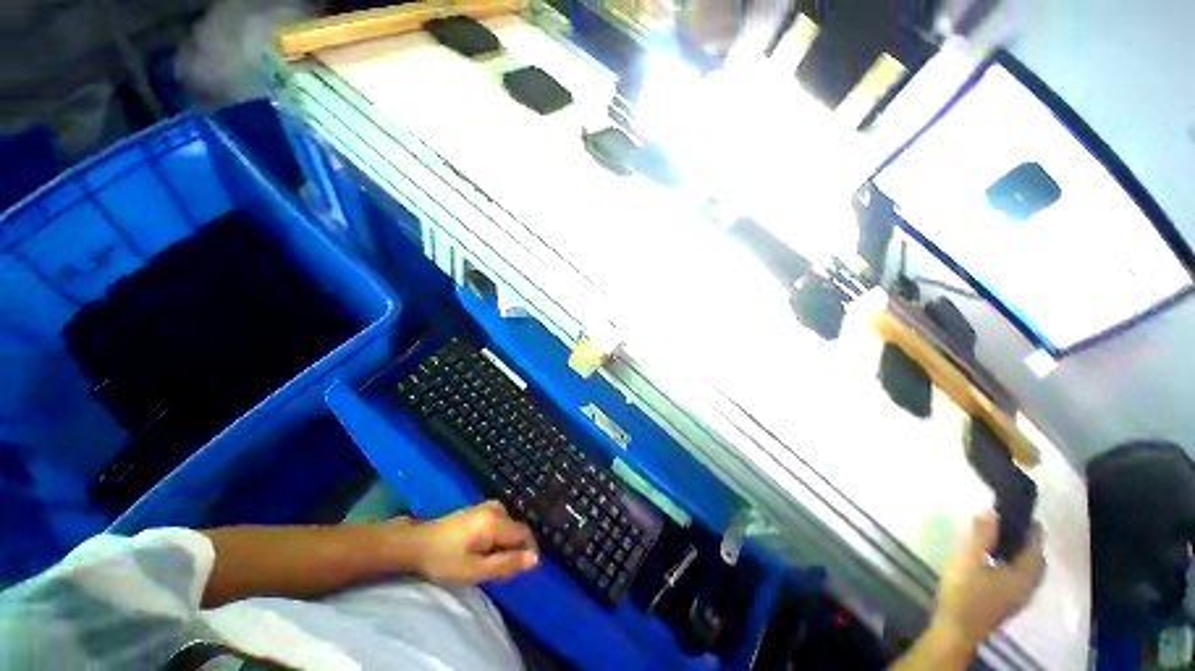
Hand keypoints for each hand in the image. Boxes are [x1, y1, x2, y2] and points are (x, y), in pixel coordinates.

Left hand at [408, 501, 539, 584]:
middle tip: (495, 573)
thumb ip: (507, 563)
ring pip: (509, 529)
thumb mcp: (475, 569)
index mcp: (497, 521)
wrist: (416, 543)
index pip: (525, 535)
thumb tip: (536, 559)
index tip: (511, 573)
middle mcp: (497, 508)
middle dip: (512, 552)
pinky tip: (480, 551)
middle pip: (518, 532)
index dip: (524, 554)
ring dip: (504, 547)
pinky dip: (496, 539)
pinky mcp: (481, 509)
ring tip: (485, 564)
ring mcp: (489, 506)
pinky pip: (500, 524)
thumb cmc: (444, 559)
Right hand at [932, 511, 1045, 648]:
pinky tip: (998, 565)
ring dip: (1022, 555)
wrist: (956, 631)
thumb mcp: (968, 561)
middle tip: (1014, 525)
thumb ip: (981, 537)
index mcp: (1024, 574)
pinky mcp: (1007, 604)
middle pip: (1036, 560)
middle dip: (1029, 543)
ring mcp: (1018, 598)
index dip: (1031, 529)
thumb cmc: (964, 593)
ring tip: (1005, 542)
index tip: (1022, 512)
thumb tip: (993, 510)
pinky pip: (1020, 579)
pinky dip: (1015, 567)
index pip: (1036, 546)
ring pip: (1029, 572)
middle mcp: (1028, 586)